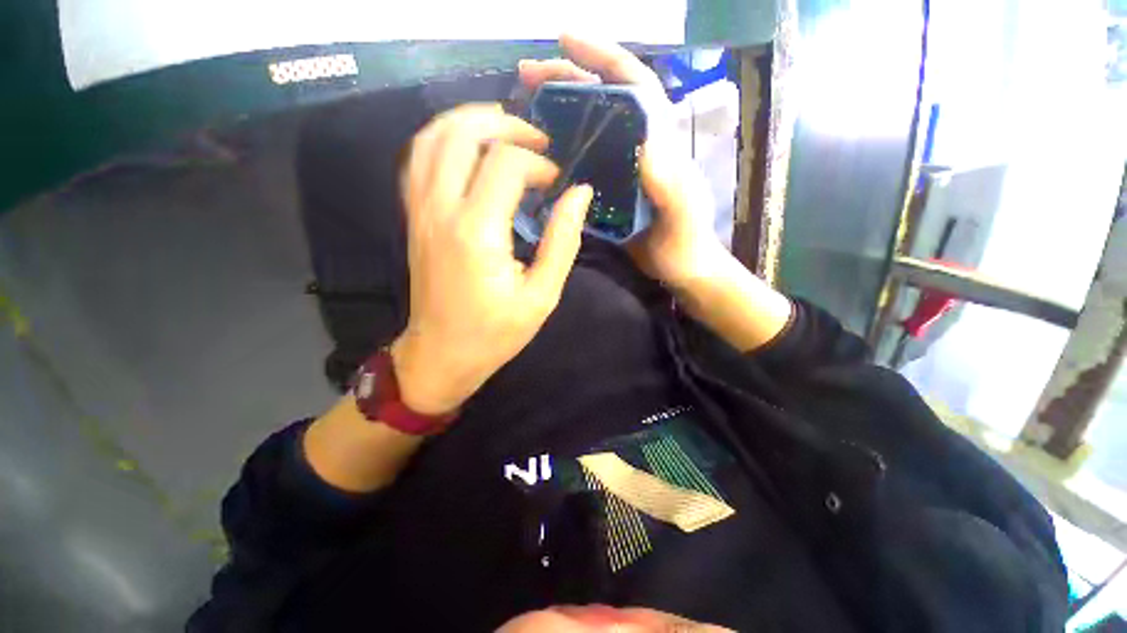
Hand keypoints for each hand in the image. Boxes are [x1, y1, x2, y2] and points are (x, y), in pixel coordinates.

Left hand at [391, 103, 593, 414]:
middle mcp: (441, 210)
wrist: (441, 354)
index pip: (506, 164)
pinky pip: (418, 160)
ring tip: (505, 130)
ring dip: (470, 121)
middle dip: (504, 123)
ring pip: (432, 137)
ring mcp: (420, 211)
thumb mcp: (542, 295)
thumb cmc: (496, 333)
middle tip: (534, 138)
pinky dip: (444, 139)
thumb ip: (563, 241)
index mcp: (478, 233)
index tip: (555, 181)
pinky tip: (470, 150)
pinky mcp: (413, 217)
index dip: (537, 162)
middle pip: (462, 133)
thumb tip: (579, 194)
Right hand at [518, 34, 726, 290]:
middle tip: (526, 75)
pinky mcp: (610, 189)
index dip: (603, 57)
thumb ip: (671, 187)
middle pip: (604, 99)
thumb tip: (645, 145)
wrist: (680, 269)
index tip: (564, 40)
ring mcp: (622, 168)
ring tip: (525, 103)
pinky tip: (540, 151)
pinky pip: (583, 161)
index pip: (635, 85)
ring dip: (559, 110)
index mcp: (660, 142)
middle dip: (568, 78)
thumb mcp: (682, 218)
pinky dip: (562, 149)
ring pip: (590, 128)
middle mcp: (639, 146)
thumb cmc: (686, 245)